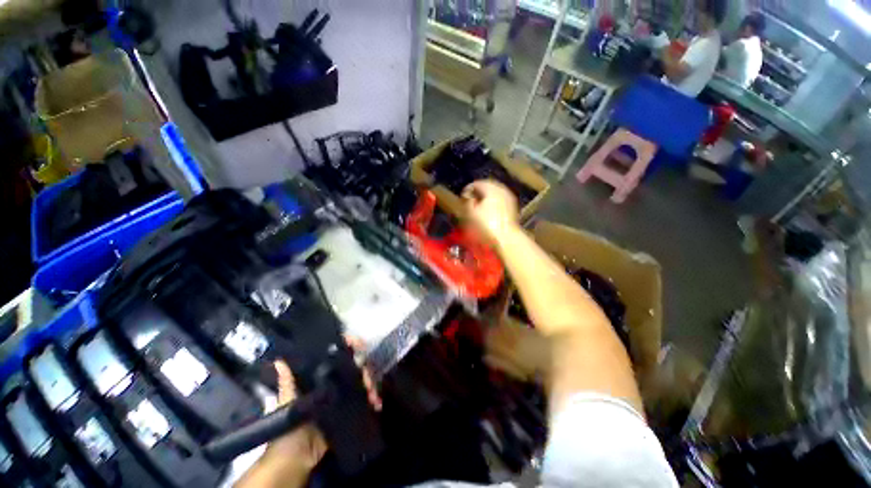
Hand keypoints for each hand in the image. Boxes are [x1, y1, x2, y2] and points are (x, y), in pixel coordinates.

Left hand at [237, 338, 381, 487]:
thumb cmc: (292, 422)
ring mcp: (345, 393)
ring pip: (362, 380)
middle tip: (368, 378)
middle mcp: (335, 380)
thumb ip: (287, 381)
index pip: (339, 355)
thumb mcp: (288, 399)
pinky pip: (365, 397)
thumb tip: (278, 360)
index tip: (361, 345)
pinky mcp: (352, 406)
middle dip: (364, 370)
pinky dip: (372, 397)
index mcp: (322, 375)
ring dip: (370, 384)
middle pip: (355, 367)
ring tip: (372, 393)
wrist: (301, 453)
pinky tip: (376, 401)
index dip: (351, 347)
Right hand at [462, 180, 519, 242]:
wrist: (506, 238)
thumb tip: (467, 196)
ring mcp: (509, 198)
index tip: (462, 197)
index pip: (477, 183)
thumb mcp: (471, 213)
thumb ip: (467, 201)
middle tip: (469, 200)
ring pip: (494, 193)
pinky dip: (492, 203)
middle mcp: (502, 189)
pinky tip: (487, 211)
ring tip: (477, 206)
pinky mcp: (512, 207)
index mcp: (491, 188)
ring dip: (485, 198)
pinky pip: (500, 200)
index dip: (468, 189)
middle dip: (477, 192)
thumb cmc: (486, 225)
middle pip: (487, 187)